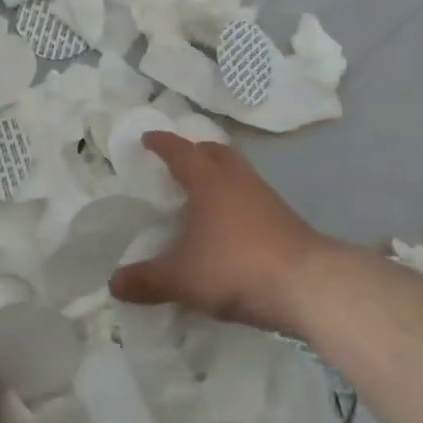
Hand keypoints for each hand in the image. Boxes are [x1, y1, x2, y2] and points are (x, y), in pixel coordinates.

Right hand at [110, 132, 332, 333]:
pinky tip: (228, 223)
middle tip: (176, 162)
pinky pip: (250, 193)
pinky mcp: (283, 216)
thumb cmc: (236, 267)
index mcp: (207, 180)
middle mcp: (235, 178)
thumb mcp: (182, 279)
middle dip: (193, 151)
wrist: (308, 284)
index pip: (179, 151)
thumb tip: (113, 283)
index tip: (147, 138)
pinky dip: (234, 197)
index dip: (161, 143)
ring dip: (216, 173)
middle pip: (213, 151)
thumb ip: (146, 280)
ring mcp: (264, 195)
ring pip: (235, 170)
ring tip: (200, 193)